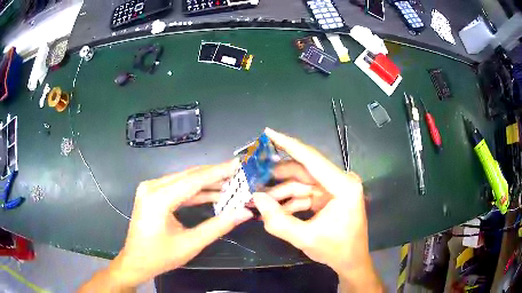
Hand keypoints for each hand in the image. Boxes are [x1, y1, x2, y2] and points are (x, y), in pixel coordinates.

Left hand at [79, 160, 252, 291]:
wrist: (136, 261)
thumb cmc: (160, 256)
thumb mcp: (191, 243)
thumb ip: (218, 226)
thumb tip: (244, 213)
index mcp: (159, 199)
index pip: (194, 180)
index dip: (218, 172)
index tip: (238, 164)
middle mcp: (152, 187)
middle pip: (188, 175)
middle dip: (214, 174)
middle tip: (238, 173)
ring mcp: (150, 188)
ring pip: (183, 179)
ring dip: (206, 182)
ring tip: (230, 183)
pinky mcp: (151, 193)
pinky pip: (176, 187)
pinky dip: (194, 190)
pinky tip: (212, 193)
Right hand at [253, 128, 381, 291]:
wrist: (352, 262)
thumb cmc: (336, 250)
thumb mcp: (305, 238)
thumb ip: (278, 220)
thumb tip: (257, 198)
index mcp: (343, 185)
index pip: (311, 159)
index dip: (288, 144)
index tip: (268, 133)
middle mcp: (341, 181)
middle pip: (303, 170)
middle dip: (277, 175)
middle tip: (253, 175)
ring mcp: (335, 188)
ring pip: (301, 183)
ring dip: (281, 191)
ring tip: (259, 197)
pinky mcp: (329, 197)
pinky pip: (305, 193)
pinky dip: (289, 200)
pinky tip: (273, 208)